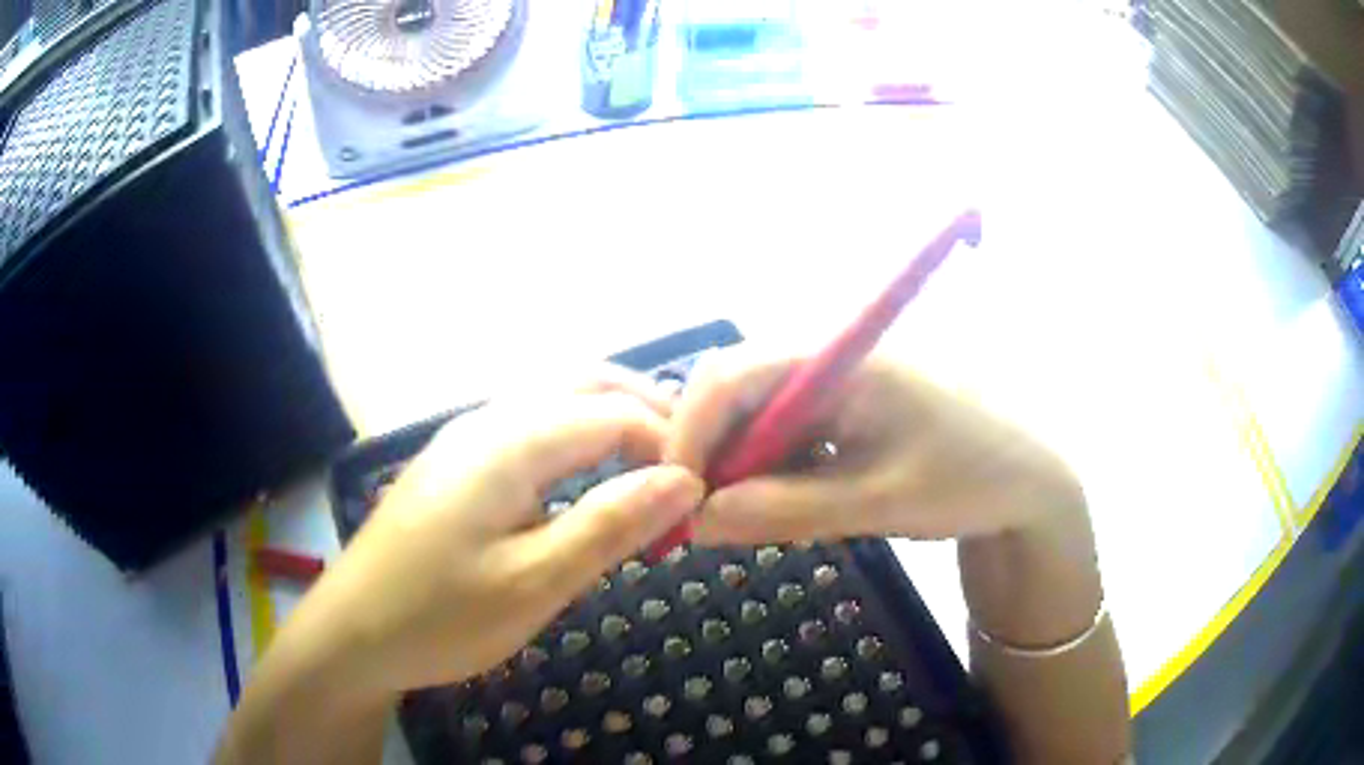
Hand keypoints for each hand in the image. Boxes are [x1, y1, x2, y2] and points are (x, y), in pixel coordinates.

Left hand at [286, 370, 704, 697]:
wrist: (352, 631)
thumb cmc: (440, 615)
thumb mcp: (534, 582)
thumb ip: (609, 524)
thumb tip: (684, 479)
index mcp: (509, 440)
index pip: (613, 412)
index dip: (667, 442)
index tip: (703, 490)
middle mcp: (488, 418)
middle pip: (584, 383)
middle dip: (644, 410)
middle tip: (687, 464)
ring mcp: (466, 436)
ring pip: (555, 399)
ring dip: (610, 420)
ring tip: (649, 469)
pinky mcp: (456, 462)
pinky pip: (529, 426)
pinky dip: (575, 438)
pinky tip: (585, 479)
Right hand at [668, 348, 1084, 543]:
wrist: (1028, 481)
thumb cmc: (968, 479)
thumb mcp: (877, 502)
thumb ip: (784, 510)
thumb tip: (697, 520)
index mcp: (843, 359)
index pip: (735, 373)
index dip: (690, 429)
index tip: (679, 495)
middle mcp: (831, 357)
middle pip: (737, 389)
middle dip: (710, 452)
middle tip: (704, 517)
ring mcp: (838, 380)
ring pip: (756, 413)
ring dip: (739, 465)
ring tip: (743, 517)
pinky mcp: (845, 405)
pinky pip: (785, 429)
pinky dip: (769, 468)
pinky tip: (781, 501)